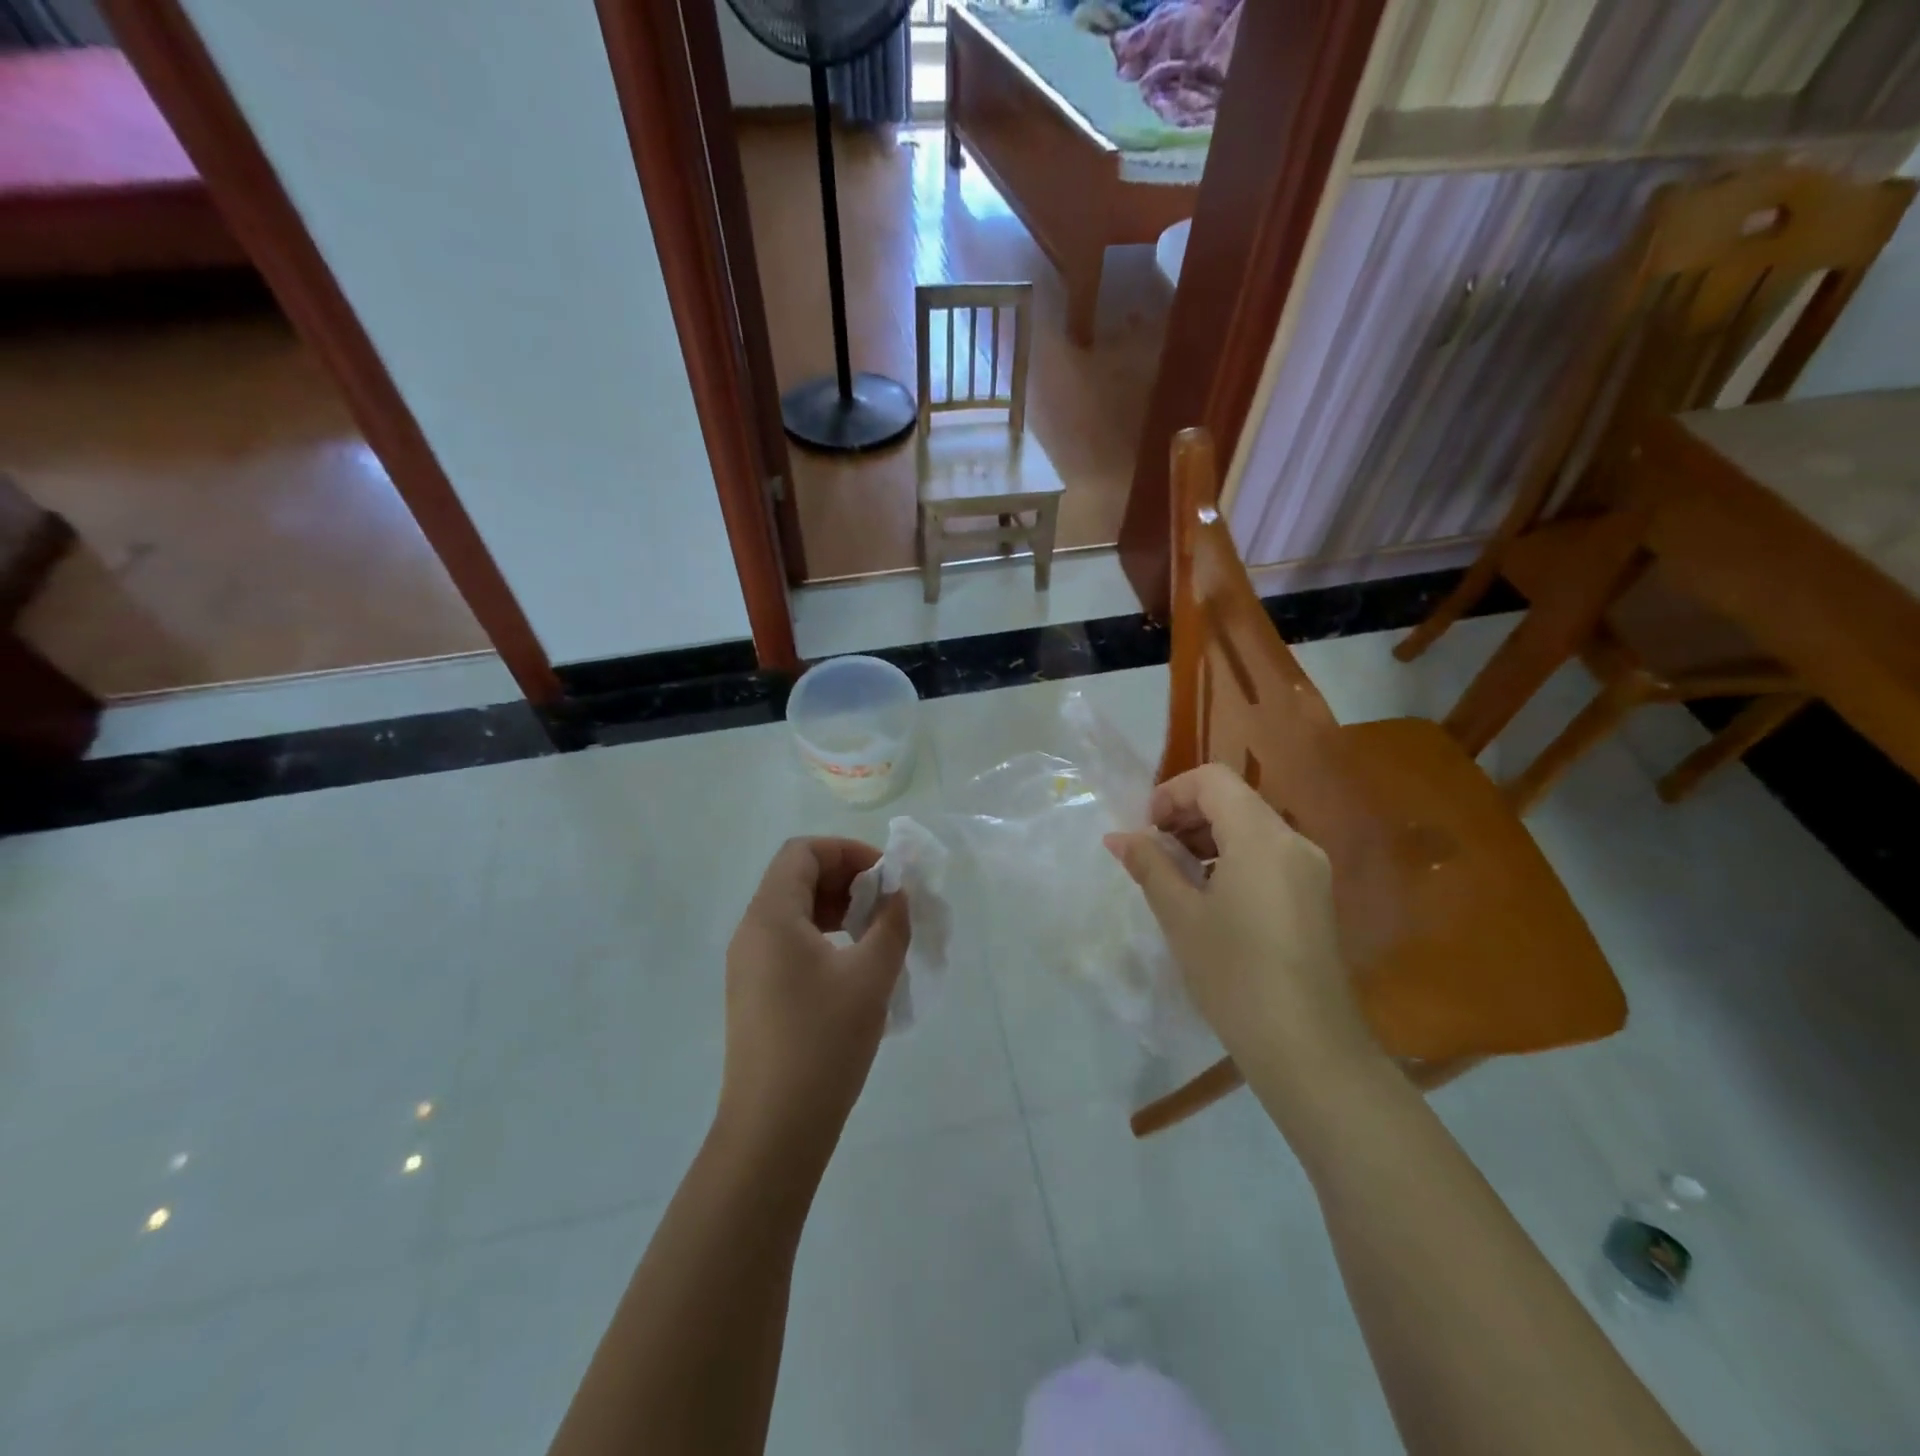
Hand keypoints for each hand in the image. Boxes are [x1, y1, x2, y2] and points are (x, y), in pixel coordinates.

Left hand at [719, 837, 911, 1169]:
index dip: (847, 851)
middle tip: (885, 903)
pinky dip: (823, 935)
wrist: (774, 1128)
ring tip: (875, 932)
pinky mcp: (755, 992)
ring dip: (836, 908)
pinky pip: (788, 941)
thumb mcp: (870, 976)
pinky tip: (854, 964)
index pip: (802, 852)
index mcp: (770, 916)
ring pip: (793, 910)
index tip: (885, 875)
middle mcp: (751, 931)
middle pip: (796, 876)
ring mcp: (748, 964)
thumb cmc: (823, 1042)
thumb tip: (897, 894)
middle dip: (845, 878)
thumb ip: (891, 923)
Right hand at [1104, 764, 1375, 1087]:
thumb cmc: (1234, 974)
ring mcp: (1310, 869)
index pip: (1213, 780)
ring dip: (1208, 837)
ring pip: (1251, 827)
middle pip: (1234, 800)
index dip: (1172, 793)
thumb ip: (1149, 866)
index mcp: (1262, 837)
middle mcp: (1293, 842)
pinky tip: (1208, 896)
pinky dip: (1232, 858)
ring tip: (1175, 875)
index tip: (1146, 830)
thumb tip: (1118, 837)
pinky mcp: (1314, 896)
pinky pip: (1267, 855)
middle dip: (1187, 814)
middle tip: (1153, 851)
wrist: (1306, 1047)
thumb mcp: (1181, 916)